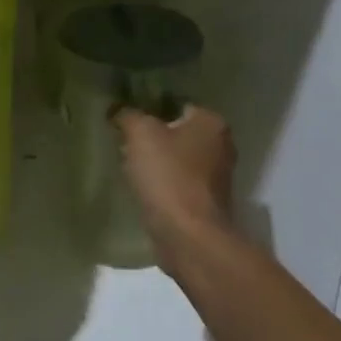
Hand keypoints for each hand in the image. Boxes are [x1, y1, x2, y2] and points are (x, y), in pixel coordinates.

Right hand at [112, 105, 236, 261]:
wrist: (188, 236)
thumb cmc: (168, 176)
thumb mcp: (141, 134)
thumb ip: (128, 115)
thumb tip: (119, 110)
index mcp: (212, 122)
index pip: (177, 104)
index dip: (149, 110)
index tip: (127, 120)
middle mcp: (222, 146)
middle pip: (178, 133)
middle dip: (153, 138)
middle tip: (125, 143)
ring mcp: (217, 177)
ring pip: (179, 160)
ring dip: (158, 164)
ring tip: (130, 168)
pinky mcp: (207, 203)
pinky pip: (179, 184)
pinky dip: (163, 185)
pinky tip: (143, 191)